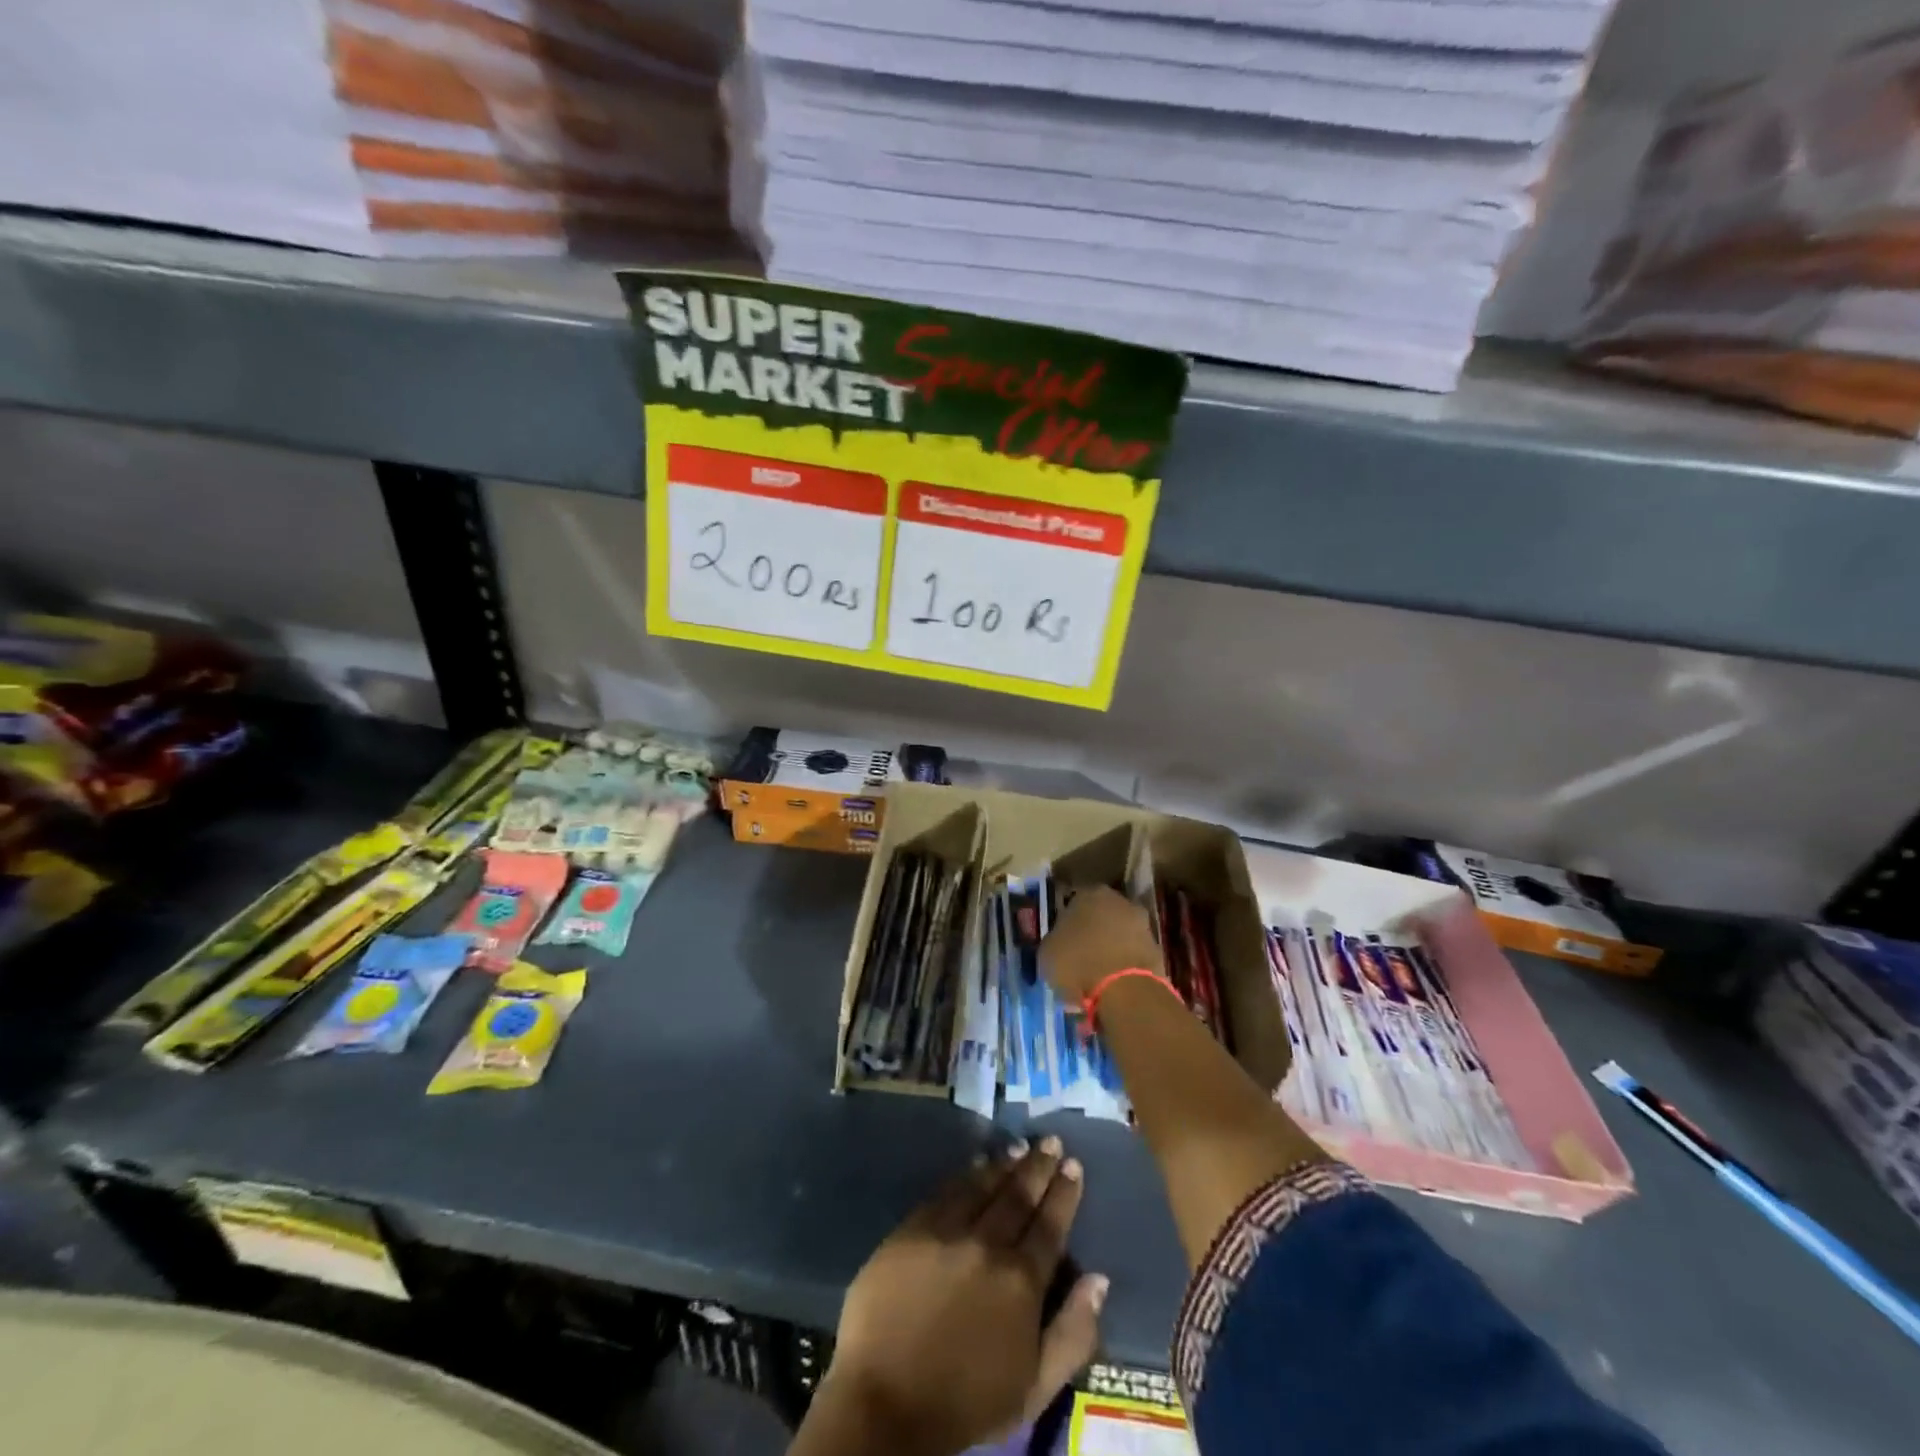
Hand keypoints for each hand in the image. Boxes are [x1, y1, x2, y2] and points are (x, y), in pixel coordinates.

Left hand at [807, 1138, 1106, 1455]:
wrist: (885, 1402)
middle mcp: (988, 1244)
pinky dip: (967, 1173)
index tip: (1073, 1166)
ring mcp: (948, 1231)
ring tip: (1021, 1145)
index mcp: (1022, 1281)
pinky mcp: (913, 1228)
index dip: (1064, 1193)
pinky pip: (947, 1190)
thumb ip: (1073, 1333)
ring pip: (984, 1185)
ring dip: (1006, 1163)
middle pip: (1019, 1196)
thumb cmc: (965, 1403)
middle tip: (1051, 1141)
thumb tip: (1099, 1279)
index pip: (1050, 1225)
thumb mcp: (1035, 1388)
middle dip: (1039, 1166)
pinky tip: (977, 1163)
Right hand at [1041, 885, 1164, 1003]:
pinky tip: (1114, 984)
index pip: (1073, 903)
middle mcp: (1119, 900)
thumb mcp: (1047, 953)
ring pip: (1119, 935)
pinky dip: (1125, 966)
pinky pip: (1133, 955)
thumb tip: (1059, 945)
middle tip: (1079, 957)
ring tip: (1096, 976)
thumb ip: (1054, 942)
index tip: (1061, 942)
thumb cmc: (1078, 964)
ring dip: (1110, 949)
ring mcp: (1142, 924)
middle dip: (1092, 933)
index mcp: (1089, 894)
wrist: (1125, 990)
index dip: (1066, 923)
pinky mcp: (1158, 949)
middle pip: (1101, 916)